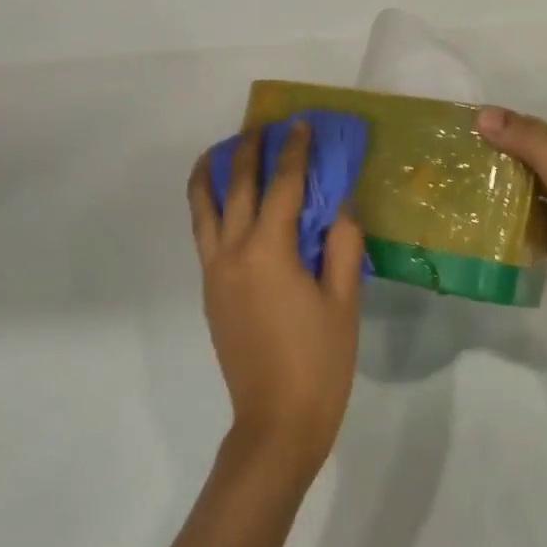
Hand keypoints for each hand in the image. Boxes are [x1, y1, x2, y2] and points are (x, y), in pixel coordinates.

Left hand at [188, 122, 364, 474]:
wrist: (276, 421)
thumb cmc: (319, 361)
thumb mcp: (344, 301)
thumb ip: (343, 245)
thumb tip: (341, 203)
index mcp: (269, 252)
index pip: (283, 186)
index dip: (294, 152)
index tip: (300, 124)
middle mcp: (233, 253)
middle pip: (236, 188)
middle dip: (248, 151)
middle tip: (261, 125)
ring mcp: (215, 273)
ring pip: (204, 209)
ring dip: (211, 174)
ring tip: (218, 150)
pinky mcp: (210, 292)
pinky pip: (203, 234)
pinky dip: (206, 206)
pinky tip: (220, 202)